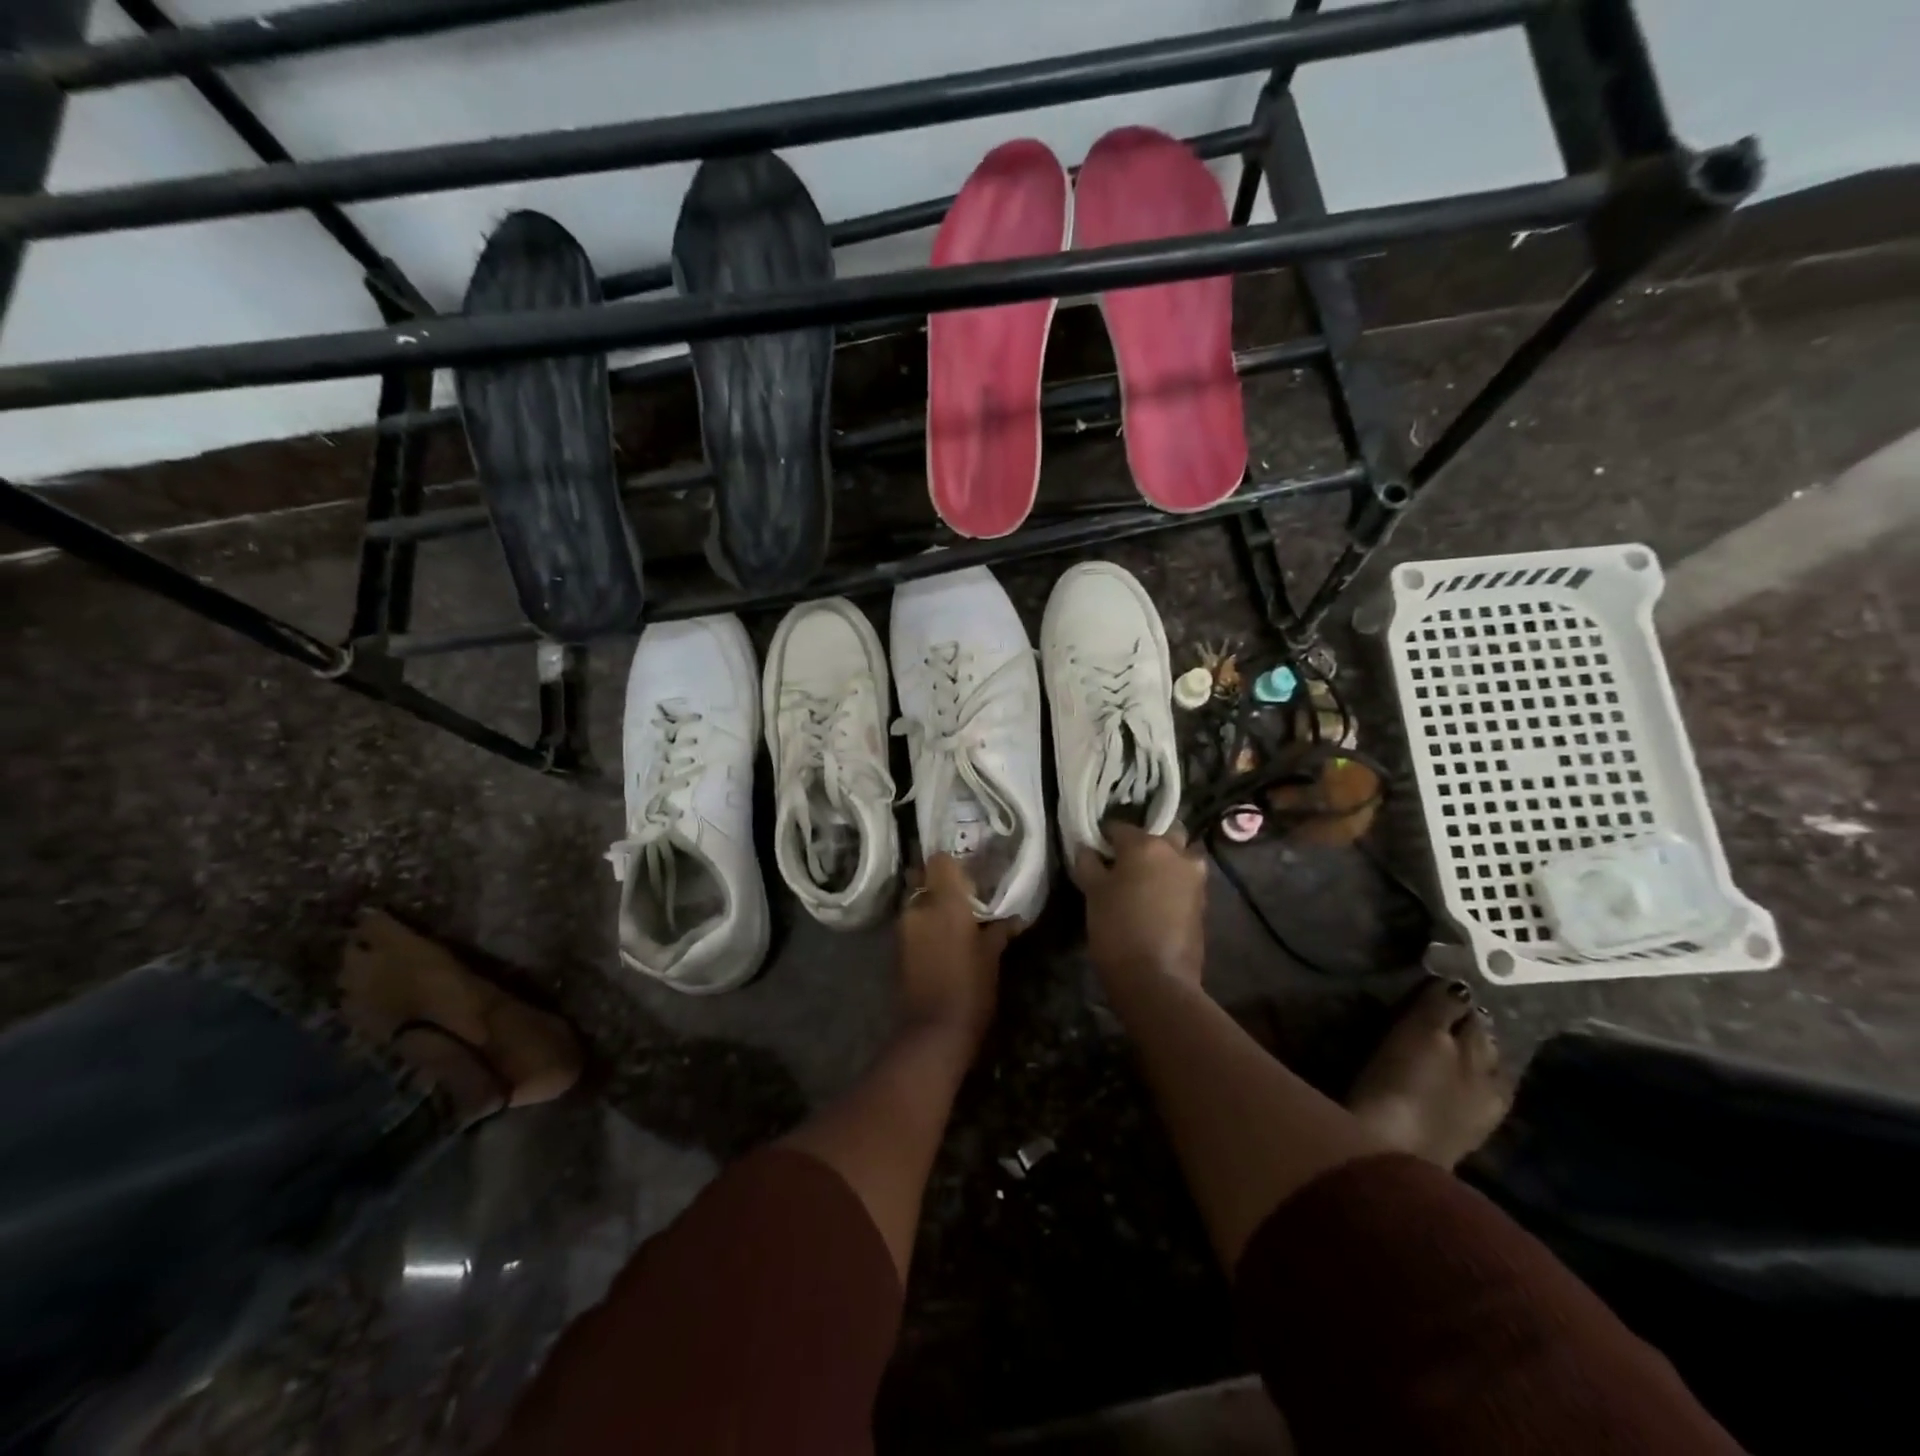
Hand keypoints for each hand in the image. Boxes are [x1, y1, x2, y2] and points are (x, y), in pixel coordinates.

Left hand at [896, 854, 1019, 1051]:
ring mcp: (903, 928)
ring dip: (930, 904)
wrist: (933, 1031)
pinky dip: (924, 924)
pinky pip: (911, 923)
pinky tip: (942, 938)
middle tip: (964, 893)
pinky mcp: (897, 948)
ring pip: (915, 901)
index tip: (969, 871)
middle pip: (922, 877)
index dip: (952, 862)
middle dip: (939, 882)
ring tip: (955, 918)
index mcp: (945, 901)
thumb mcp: (992, 956)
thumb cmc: (970, 988)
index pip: (940, 860)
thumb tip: (1015, 918)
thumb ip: (1000, 930)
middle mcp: (919, 907)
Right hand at [1072, 822, 1207, 986]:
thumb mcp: (1092, 893)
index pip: (1119, 827)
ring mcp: (1194, 877)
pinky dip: (1173, 881)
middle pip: (1161, 832)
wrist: (1157, 979)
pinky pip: (1185, 879)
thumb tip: (1087, 848)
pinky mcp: (1203, 901)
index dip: (1103, 837)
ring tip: (1143, 880)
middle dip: (1145, 841)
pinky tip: (1156, 899)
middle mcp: (1176, 852)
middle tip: (1125, 860)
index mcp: (1145, 844)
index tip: (1094, 850)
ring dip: (1165, 860)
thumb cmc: (1117, 929)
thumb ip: (1088, 863)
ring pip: (1179, 855)